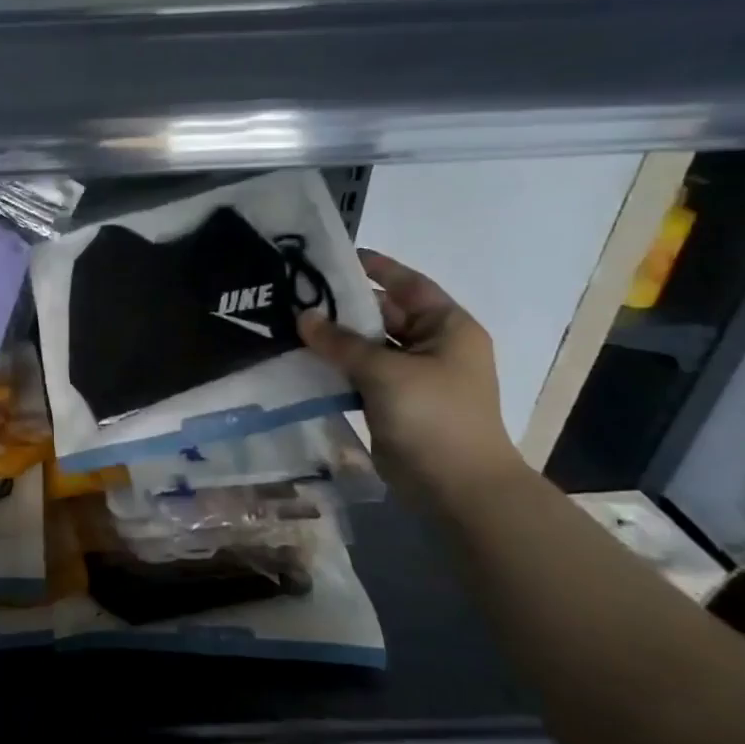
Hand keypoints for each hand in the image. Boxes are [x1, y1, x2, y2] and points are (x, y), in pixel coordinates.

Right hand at [298, 250, 522, 498]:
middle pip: (383, 315)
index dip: (376, 268)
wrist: (455, 487)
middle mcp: (432, 346)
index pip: (408, 285)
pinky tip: (301, 361)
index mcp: (447, 328)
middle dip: (343, 307)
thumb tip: (302, 316)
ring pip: (367, 347)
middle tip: (295, 294)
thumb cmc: (434, 416)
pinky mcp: (392, 402)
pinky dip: (335, 367)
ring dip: (334, 340)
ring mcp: (412, 376)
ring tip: (289, 325)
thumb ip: (341, 342)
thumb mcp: (385, 371)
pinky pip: (359, 374)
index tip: (335, 257)